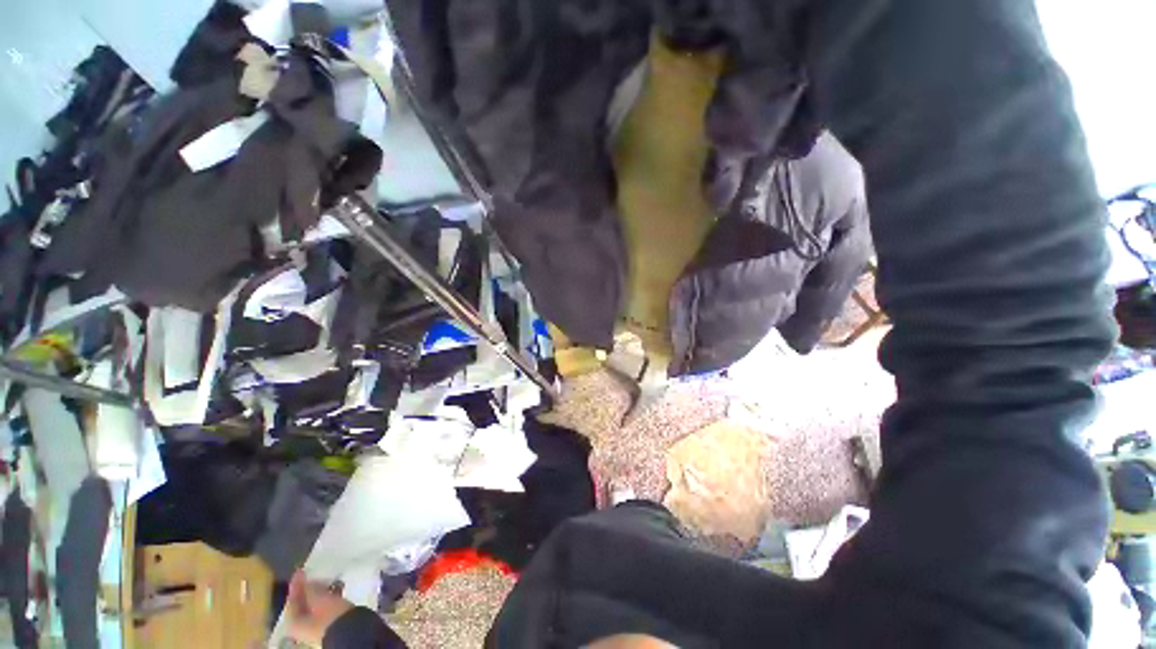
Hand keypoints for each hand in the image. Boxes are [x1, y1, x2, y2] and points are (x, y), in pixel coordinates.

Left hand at [286, 571, 353, 646]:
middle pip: (302, 603)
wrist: (351, 632)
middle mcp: (301, 626)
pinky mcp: (329, 624)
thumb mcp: (319, 599)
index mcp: (293, 622)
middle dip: (309, 588)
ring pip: (315, 605)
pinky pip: (325, 607)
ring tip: (329, 579)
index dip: (296, 585)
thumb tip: (308, 581)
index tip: (302, 569)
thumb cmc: (330, 615)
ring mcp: (315, 627)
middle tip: (315, 574)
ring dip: (321, 591)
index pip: (291, 600)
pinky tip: (337, 588)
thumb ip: (311, 589)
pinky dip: (329, 597)